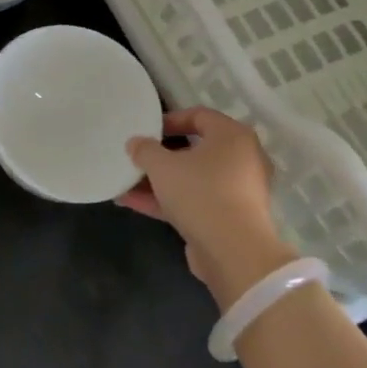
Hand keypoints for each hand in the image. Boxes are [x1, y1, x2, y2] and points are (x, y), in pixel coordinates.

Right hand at [116, 108, 296, 308]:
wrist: (234, 252)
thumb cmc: (200, 193)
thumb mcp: (163, 166)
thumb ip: (145, 150)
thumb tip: (135, 143)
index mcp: (233, 136)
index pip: (199, 115)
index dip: (169, 119)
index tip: (146, 131)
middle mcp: (241, 159)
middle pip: (195, 150)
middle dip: (160, 155)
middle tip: (136, 157)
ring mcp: (236, 191)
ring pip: (192, 179)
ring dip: (158, 181)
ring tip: (125, 183)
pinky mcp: (228, 218)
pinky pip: (194, 201)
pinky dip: (167, 200)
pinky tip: (132, 203)